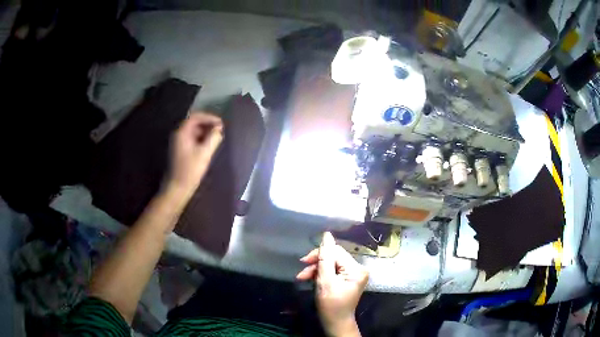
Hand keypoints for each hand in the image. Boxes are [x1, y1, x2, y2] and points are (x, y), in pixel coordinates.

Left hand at [168, 112, 222, 195]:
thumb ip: (213, 138)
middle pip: (194, 122)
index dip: (209, 117)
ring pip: (193, 131)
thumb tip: (219, 129)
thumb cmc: (190, 170)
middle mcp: (178, 134)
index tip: (221, 123)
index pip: (196, 117)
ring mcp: (178, 142)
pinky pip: (191, 138)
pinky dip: (201, 138)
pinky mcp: (180, 149)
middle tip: (220, 130)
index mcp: (182, 133)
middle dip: (208, 124)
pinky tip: (209, 145)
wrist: (177, 187)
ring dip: (205, 131)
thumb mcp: (204, 153)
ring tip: (217, 137)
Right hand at [297, 232, 368, 336]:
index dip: (319, 254)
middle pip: (333, 257)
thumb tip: (327, 234)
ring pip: (331, 264)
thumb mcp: (325, 281)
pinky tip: (312, 280)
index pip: (335, 252)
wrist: (336, 323)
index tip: (303, 262)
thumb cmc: (330, 305)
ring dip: (316, 270)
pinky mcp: (348, 279)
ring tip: (304, 278)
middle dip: (316, 264)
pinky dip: (321, 275)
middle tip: (302, 274)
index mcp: (356, 268)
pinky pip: (333, 270)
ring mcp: (353, 274)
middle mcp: (358, 268)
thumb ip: (324, 258)